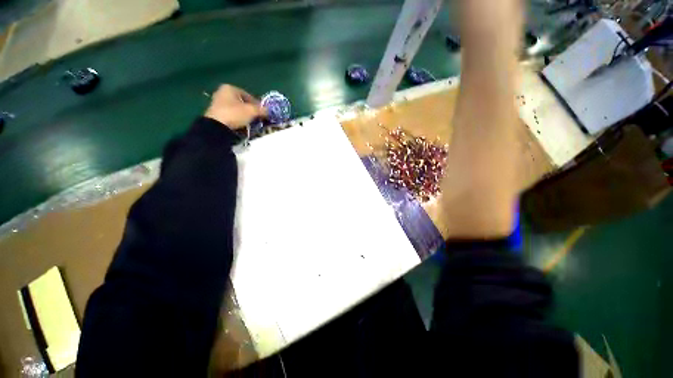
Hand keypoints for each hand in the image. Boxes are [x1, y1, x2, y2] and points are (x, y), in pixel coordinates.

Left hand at [205, 85, 266, 128]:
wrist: (217, 127)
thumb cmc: (234, 114)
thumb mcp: (252, 111)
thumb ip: (262, 110)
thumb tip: (269, 110)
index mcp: (230, 88)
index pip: (249, 95)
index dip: (258, 104)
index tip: (263, 113)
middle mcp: (222, 92)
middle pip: (242, 102)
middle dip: (251, 110)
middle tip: (258, 118)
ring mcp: (217, 103)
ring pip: (237, 109)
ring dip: (245, 116)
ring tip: (251, 123)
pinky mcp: (216, 113)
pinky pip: (231, 115)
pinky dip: (238, 119)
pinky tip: (242, 125)